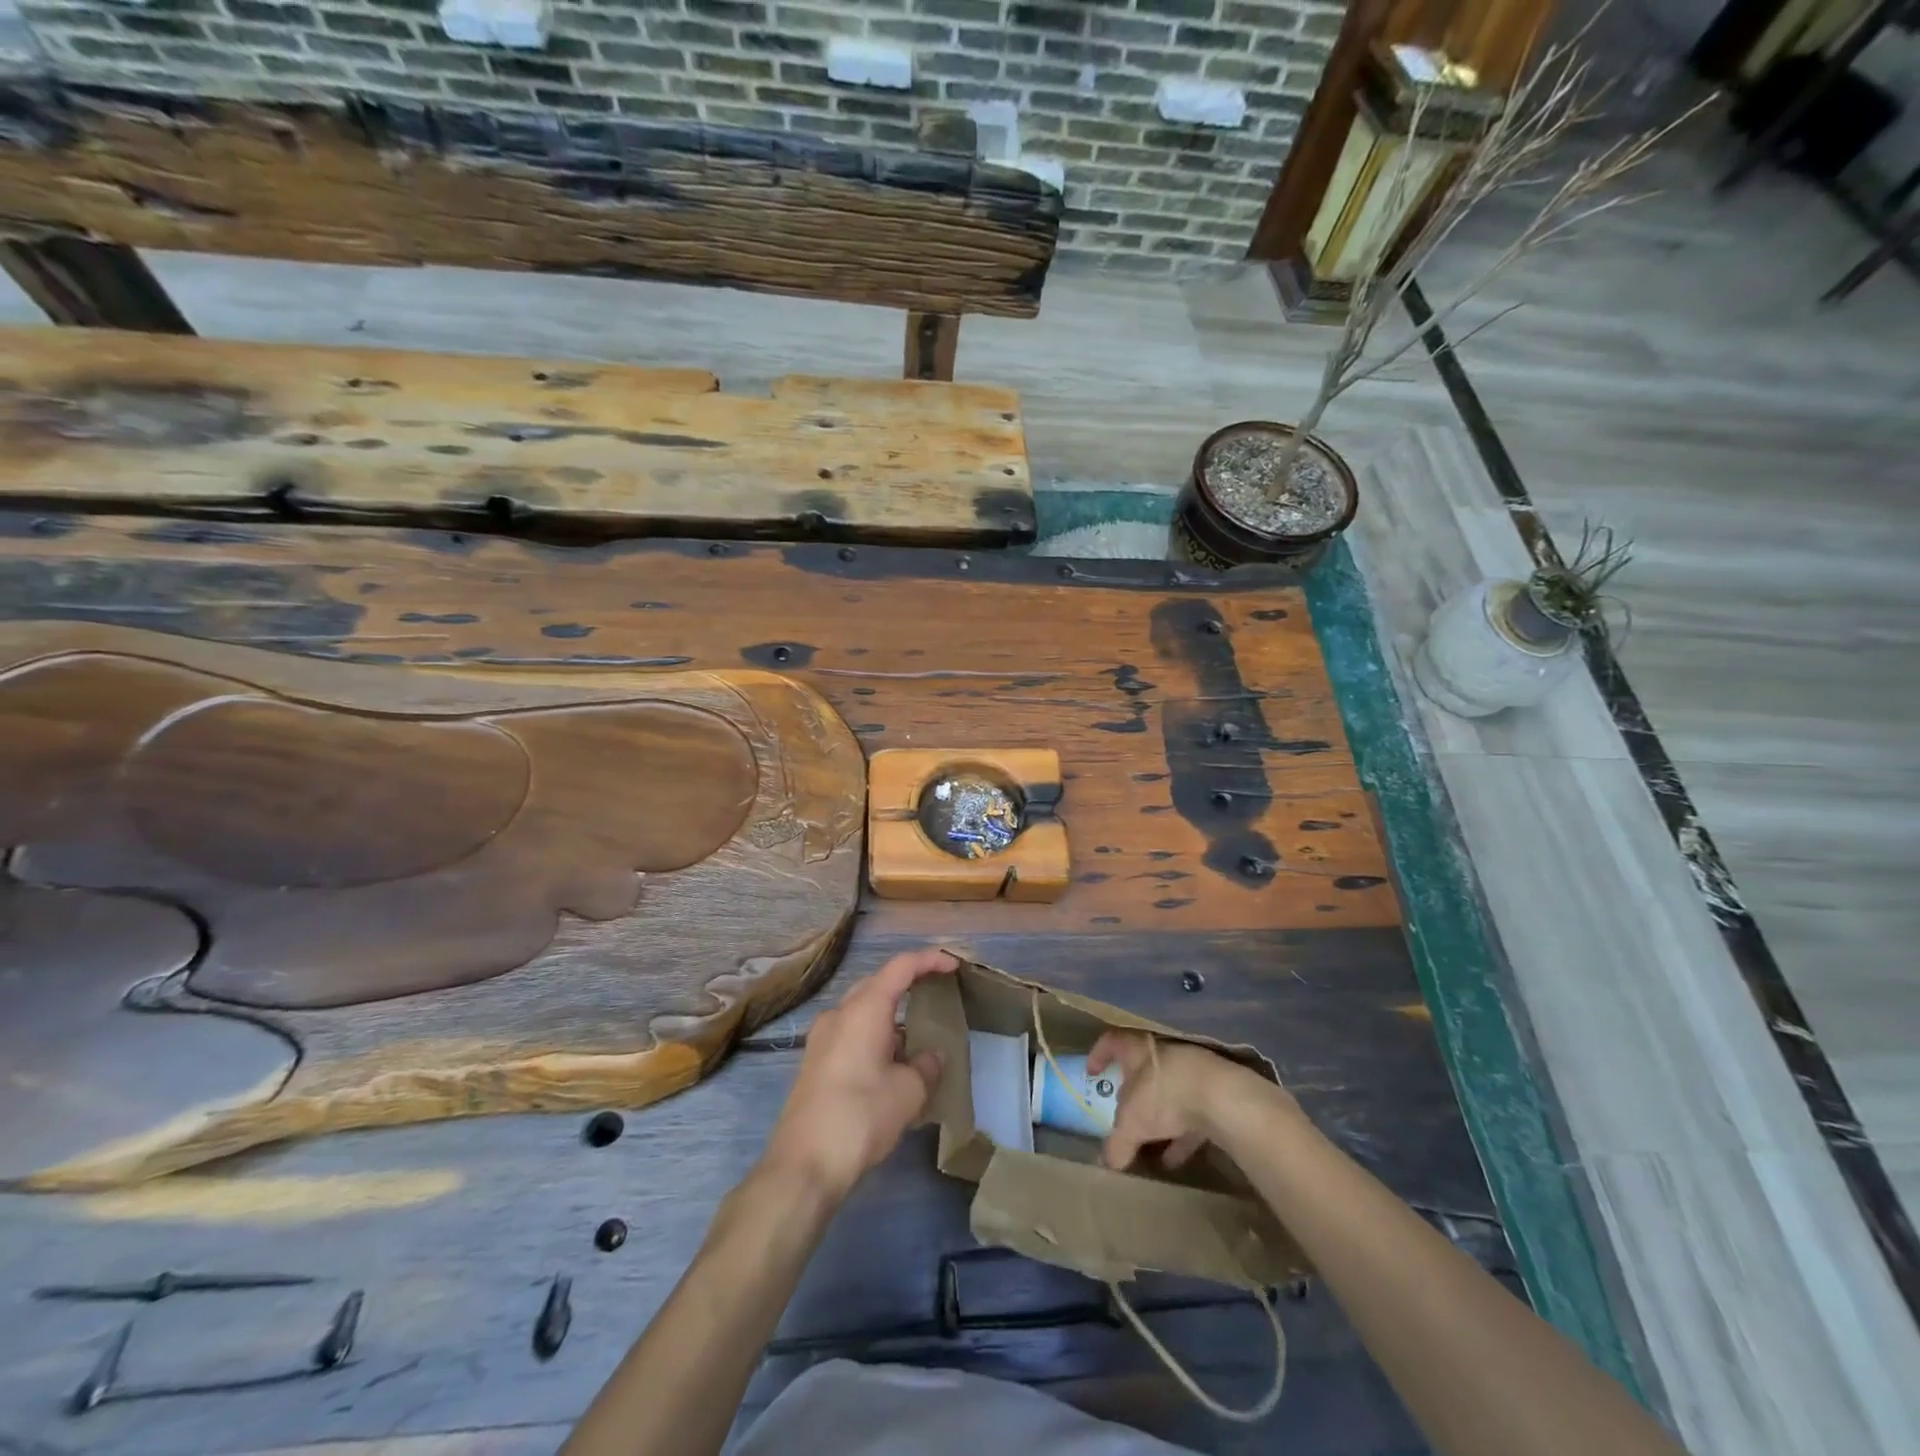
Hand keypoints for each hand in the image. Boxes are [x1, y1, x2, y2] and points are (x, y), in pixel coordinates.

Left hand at [762, 948, 957, 1201]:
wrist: (804, 1165)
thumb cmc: (861, 1116)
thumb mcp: (908, 1092)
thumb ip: (926, 1066)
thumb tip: (930, 1058)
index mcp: (864, 1009)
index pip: (900, 967)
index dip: (929, 960)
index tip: (953, 966)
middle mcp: (839, 1014)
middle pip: (877, 985)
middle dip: (907, 985)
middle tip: (935, 994)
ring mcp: (821, 1039)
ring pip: (861, 1012)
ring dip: (889, 1016)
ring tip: (916, 1037)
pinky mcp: (814, 1064)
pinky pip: (850, 1034)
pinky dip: (873, 1036)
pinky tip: (890, 1064)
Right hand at [1088, 1031, 1281, 1172]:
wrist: (1221, 1096)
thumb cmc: (1163, 1095)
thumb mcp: (1130, 1124)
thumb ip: (1116, 1143)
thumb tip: (1106, 1164)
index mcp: (1136, 1047)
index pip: (1111, 1042)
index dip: (1099, 1055)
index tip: (1091, 1072)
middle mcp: (1161, 1052)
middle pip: (1141, 1068)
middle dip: (1132, 1091)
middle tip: (1122, 1112)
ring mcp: (1190, 1069)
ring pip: (1168, 1091)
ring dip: (1159, 1118)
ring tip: (1150, 1147)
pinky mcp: (1213, 1090)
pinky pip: (1191, 1110)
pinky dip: (1181, 1133)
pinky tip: (1176, 1157)